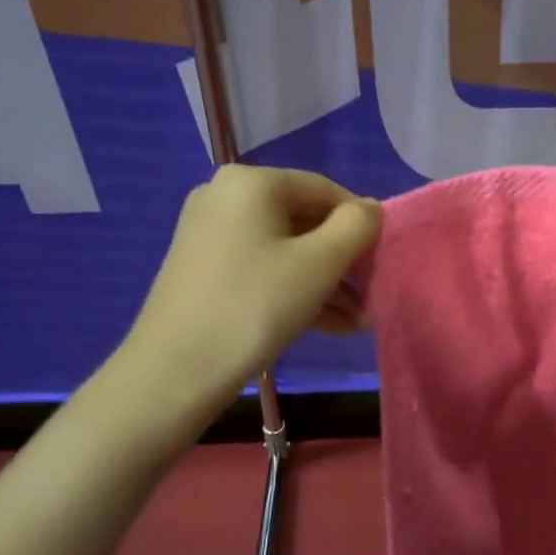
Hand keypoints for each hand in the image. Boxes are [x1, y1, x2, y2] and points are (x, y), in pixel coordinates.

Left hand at [122, 165, 380, 415]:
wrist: (174, 372)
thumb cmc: (255, 306)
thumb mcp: (319, 264)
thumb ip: (356, 226)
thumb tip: (369, 209)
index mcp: (252, 182)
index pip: (325, 190)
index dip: (361, 224)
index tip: (381, 262)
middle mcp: (226, 196)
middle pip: (305, 220)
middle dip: (342, 261)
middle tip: (370, 296)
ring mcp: (210, 233)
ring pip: (286, 249)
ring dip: (325, 282)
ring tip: (356, 322)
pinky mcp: (204, 267)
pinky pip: (262, 267)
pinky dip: (294, 289)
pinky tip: (328, 325)